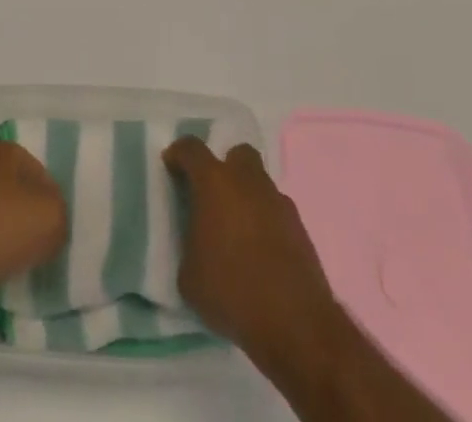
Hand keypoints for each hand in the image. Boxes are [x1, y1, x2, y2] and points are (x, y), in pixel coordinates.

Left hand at [0, 141, 67, 335]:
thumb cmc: (1, 226)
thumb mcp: (54, 216)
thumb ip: (63, 216)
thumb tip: (54, 226)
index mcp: (5, 151)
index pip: (44, 172)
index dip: (58, 200)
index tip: (66, 228)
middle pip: (22, 197)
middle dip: (36, 223)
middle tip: (54, 249)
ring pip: (3, 224)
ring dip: (16, 247)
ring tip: (33, 270)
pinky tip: (8, 281)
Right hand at [163, 137, 338, 360]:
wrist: (295, 323)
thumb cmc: (232, 292)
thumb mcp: (189, 276)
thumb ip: (189, 245)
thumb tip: (197, 243)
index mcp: (214, 182)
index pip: (191, 149)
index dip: (179, 154)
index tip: (172, 167)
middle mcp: (247, 181)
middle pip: (237, 155)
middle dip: (224, 167)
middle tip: (213, 197)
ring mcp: (277, 201)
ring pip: (259, 183)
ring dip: (247, 197)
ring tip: (238, 233)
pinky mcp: (299, 226)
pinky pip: (276, 211)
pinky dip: (266, 222)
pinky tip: (261, 253)